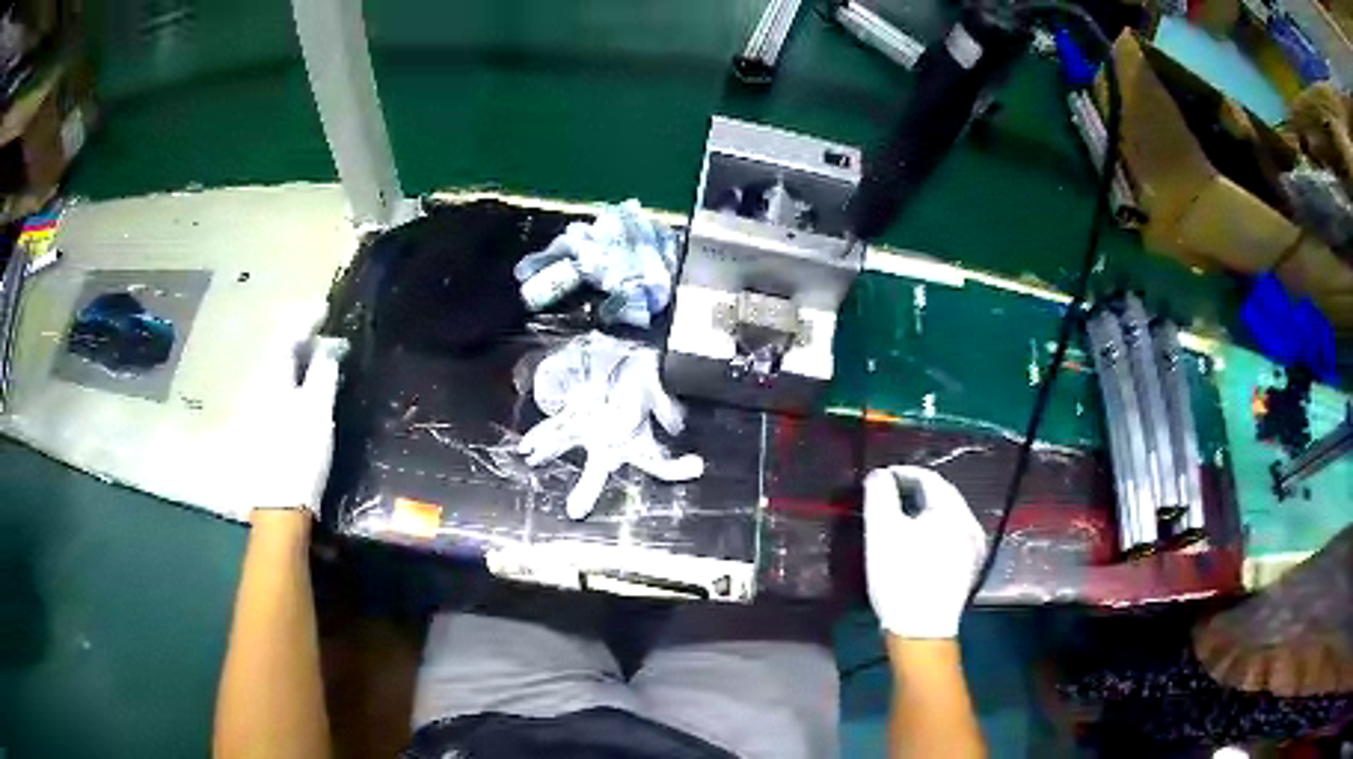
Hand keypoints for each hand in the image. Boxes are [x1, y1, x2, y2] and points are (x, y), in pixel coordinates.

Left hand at [243, 336, 347, 515]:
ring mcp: (262, 410)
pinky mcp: (266, 429)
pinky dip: (297, 382)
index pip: (289, 337)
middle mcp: (263, 388)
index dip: (307, 321)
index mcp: (274, 378)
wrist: (280, 505)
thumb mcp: (317, 410)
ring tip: (322, 360)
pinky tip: (308, 390)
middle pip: (282, 354)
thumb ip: (323, 373)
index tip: (325, 309)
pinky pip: (282, 390)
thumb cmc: (299, 453)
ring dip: (301, 362)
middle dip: (305, 341)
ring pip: (282, 374)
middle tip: (329, 338)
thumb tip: (330, 347)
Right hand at [863, 466, 988, 638]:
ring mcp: (974, 547)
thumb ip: (880, 495)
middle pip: (941, 496)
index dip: (902, 474)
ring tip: (899, 520)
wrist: (921, 630)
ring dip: (924, 512)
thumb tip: (880, 475)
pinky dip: (934, 531)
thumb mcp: (882, 532)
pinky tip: (919, 544)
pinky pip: (952, 536)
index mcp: (952, 511)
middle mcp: (970, 524)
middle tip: (887, 499)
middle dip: (913, 492)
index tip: (879, 480)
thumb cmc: (900, 578)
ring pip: (947, 517)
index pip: (928, 478)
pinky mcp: (969, 568)